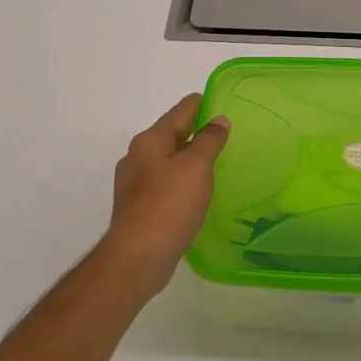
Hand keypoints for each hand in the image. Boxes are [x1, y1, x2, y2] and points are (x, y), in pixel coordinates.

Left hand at [97, 94, 230, 298]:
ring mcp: (135, 183)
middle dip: (196, 131)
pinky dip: (182, 180)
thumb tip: (218, 120)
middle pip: (172, 134)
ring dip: (189, 157)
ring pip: (168, 159)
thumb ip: (209, 140)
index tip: (223, 103)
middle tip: (225, 134)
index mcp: (150, 141)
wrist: (138, 257)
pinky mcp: (138, 206)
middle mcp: (138, 156)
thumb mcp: (196, 167)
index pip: (181, 111)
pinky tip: (196, 191)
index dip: (203, 104)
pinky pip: (165, 182)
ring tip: (215, 162)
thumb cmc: (169, 205)